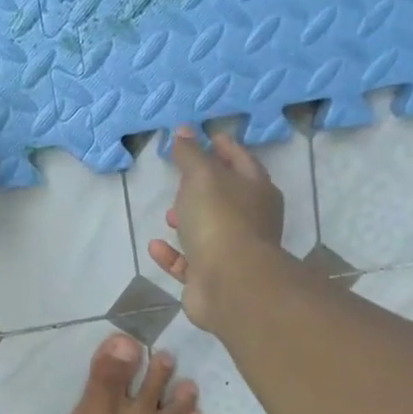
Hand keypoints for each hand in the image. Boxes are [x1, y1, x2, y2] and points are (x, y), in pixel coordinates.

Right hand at [147, 126, 283, 331]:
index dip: (225, 147)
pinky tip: (155, 246)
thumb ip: (191, 154)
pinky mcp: (212, 279)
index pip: (242, 161)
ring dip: (188, 222)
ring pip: (208, 231)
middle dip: (204, 188)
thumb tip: (184, 130)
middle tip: (182, 177)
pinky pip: (189, 262)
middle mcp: (250, 221)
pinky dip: (173, 254)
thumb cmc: (220, 219)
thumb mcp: (202, 176)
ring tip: (168, 214)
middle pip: (227, 198)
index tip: (209, 136)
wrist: (230, 283)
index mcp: (257, 191)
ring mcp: (232, 252)